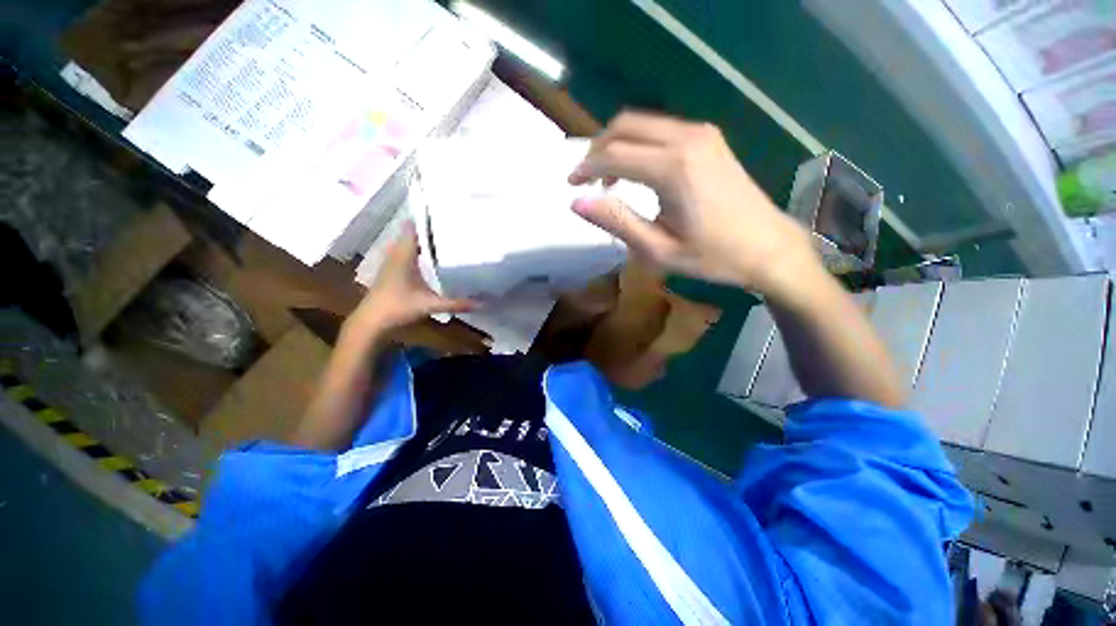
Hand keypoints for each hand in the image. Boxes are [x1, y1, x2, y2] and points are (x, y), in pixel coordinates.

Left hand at [345, 224, 474, 338]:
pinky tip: (435, 258)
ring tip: (449, 237)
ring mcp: (393, 262)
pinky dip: (421, 251)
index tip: (447, 212)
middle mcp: (397, 253)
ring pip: (411, 243)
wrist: (371, 322)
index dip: (428, 218)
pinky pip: (409, 253)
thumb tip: (483, 303)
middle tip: (455, 225)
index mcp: (404, 254)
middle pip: (414, 233)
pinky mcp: (394, 271)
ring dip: (426, 240)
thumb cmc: (397, 307)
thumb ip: (456, 303)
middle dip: (432, 228)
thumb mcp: (430, 305)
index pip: (413, 227)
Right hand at [569, 112, 818, 295]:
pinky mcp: (709, 139)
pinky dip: (638, 144)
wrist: (768, 246)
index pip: (613, 155)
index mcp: (672, 169)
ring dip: (617, 145)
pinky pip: (661, 130)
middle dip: (598, 149)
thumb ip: (616, 222)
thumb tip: (577, 203)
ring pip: (642, 123)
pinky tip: (636, 172)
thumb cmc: (712, 256)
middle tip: (586, 179)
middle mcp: (686, 139)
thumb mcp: (657, 250)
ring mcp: (701, 134)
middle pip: (625, 125)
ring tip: (608, 180)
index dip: (586, 168)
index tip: (571, 184)